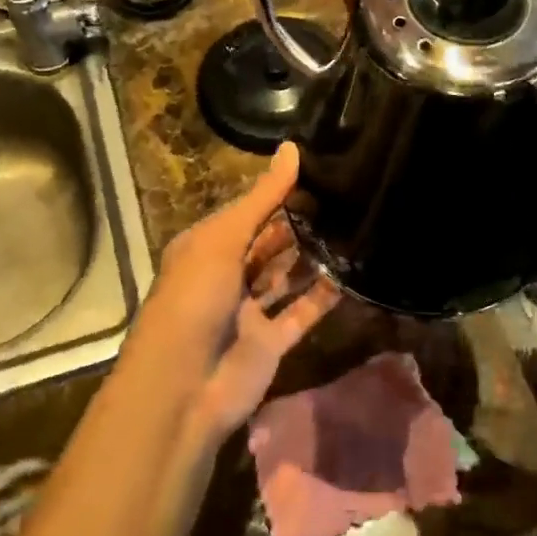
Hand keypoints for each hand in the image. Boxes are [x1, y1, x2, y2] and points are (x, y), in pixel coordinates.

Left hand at [133, 142, 342, 441]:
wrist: (182, 388)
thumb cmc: (194, 299)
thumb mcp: (223, 239)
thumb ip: (263, 198)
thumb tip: (292, 147)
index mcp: (206, 247)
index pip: (247, 212)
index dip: (279, 194)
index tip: (320, 172)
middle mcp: (227, 275)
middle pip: (268, 243)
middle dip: (299, 224)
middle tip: (345, 199)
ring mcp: (249, 310)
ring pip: (285, 277)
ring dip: (313, 258)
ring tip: (354, 228)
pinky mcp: (270, 342)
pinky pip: (301, 313)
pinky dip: (323, 297)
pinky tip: (352, 275)